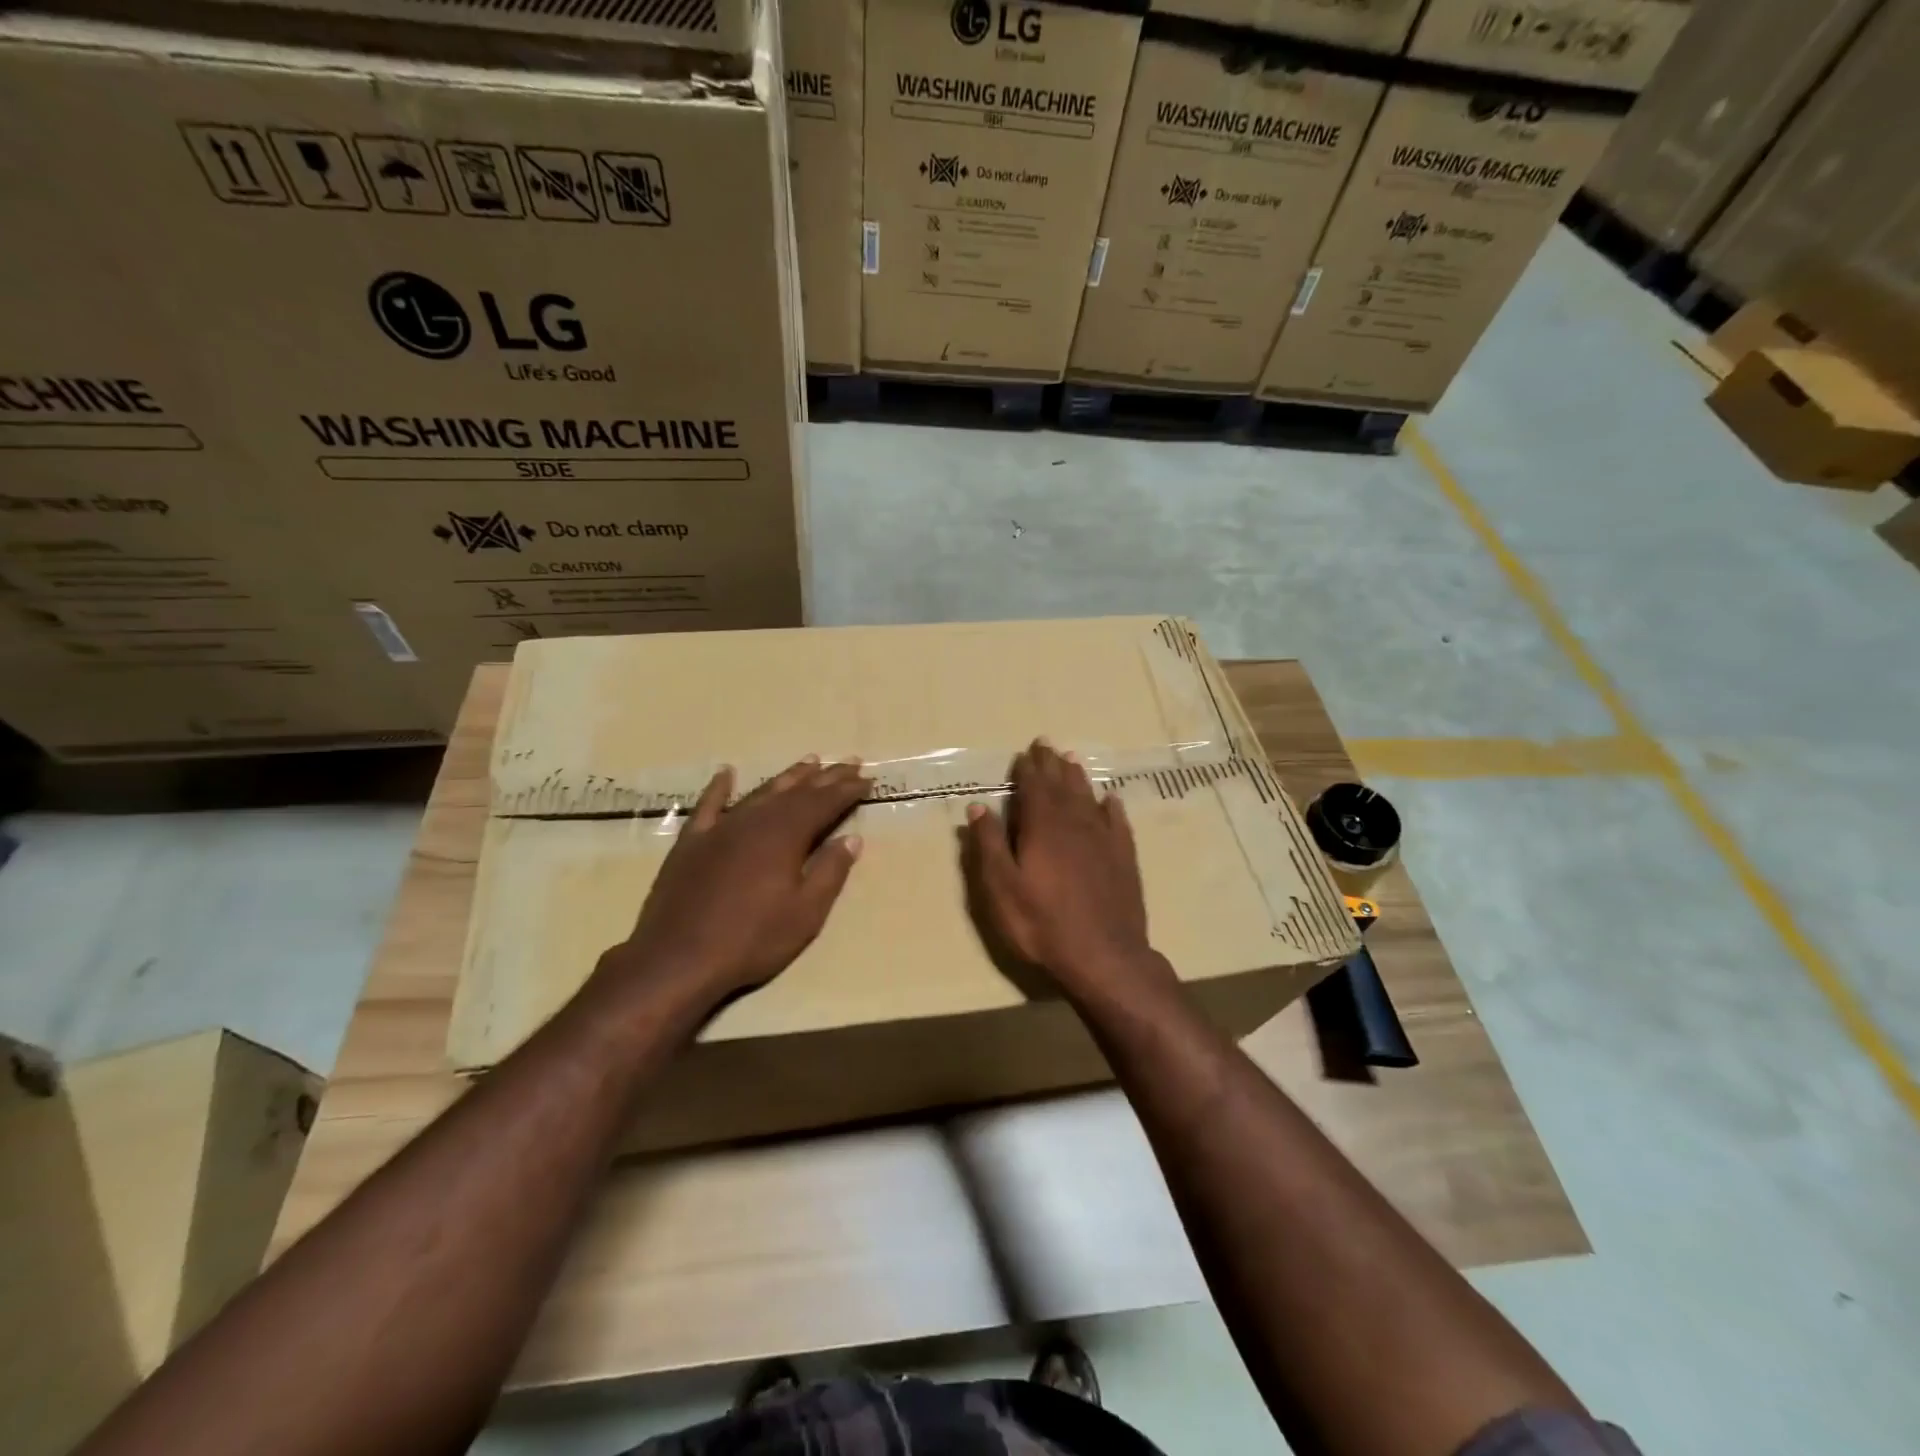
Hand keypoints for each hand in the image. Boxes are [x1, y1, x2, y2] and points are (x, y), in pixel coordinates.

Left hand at [599, 757, 870, 1018]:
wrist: (678, 958)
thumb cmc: (752, 939)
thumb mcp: (805, 913)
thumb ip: (830, 872)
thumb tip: (852, 839)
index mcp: (785, 836)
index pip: (824, 804)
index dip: (846, 791)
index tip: (866, 779)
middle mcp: (755, 821)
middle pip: (796, 792)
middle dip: (825, 778)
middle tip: (848, 762)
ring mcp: (720, 829)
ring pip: (760, 793)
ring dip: (787, 777)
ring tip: (809, 762)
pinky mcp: (692, 842)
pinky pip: (708, 805)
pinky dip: (719, 787)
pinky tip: (727, 773)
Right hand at [966, 740, 1171, 1003]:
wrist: (1104, 955)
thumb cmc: (1042, 923)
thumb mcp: (1002, 887)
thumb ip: (990, 844)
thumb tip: (978, 806)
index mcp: (1042, 827)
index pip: (1034, 787)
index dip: (1028, 768)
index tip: (1025, 751)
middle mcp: (1074, 824)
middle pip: (1062, 785)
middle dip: (1052, 764)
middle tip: (1047, 744)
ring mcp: (1103, 839)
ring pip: (1089, 798)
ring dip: (1078, 778)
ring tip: (1072, 760)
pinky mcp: (1124, 858)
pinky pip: (1117, 822)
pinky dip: (1112, 807)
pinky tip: (1111, 800)